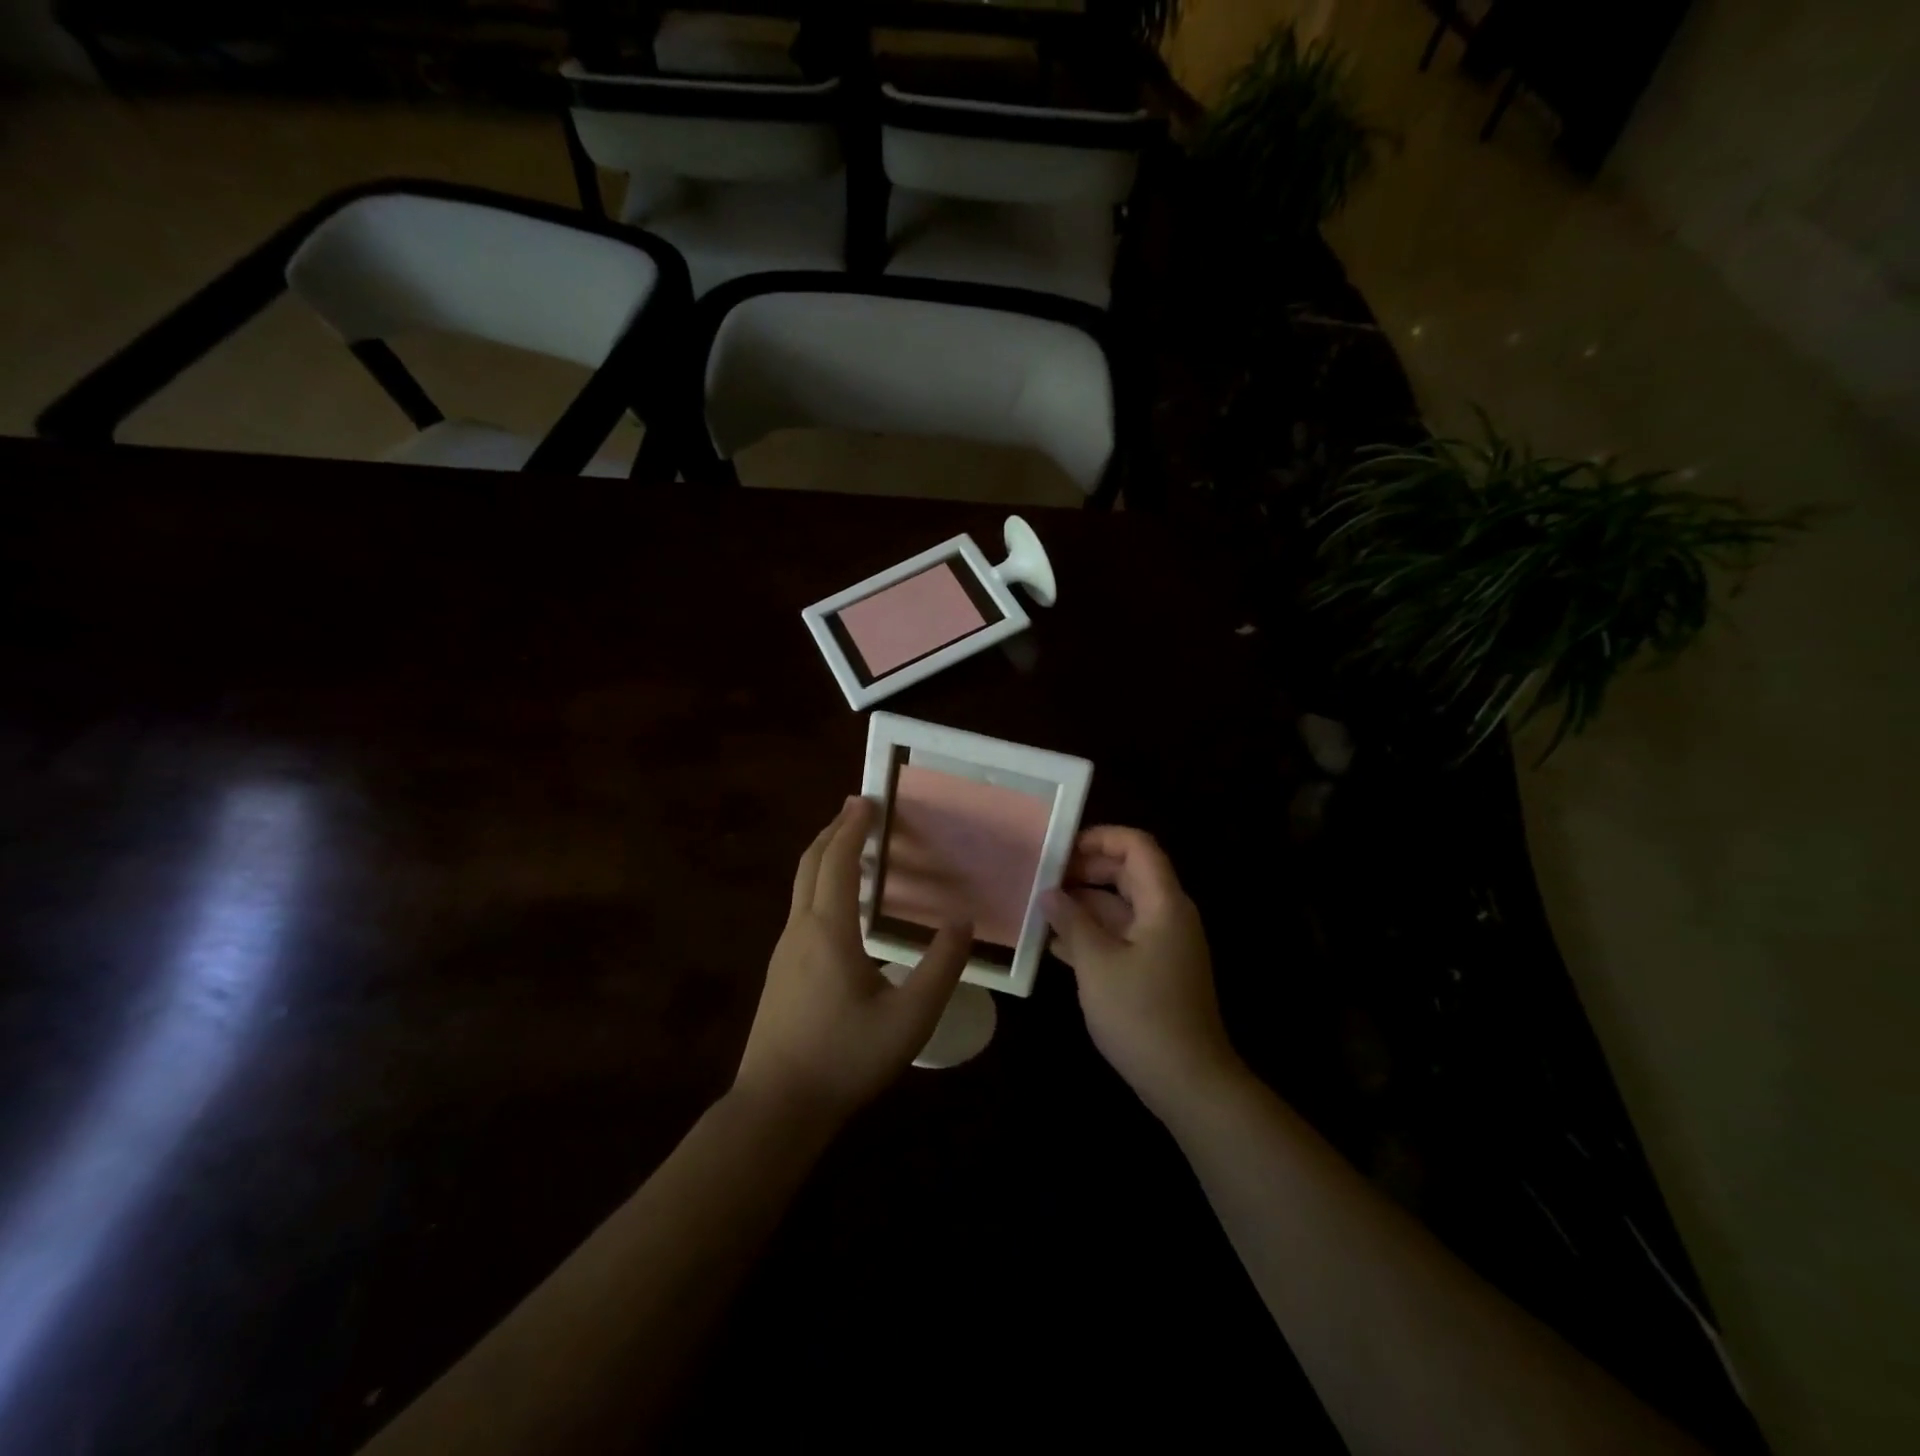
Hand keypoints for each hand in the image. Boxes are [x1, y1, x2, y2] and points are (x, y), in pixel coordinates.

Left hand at [735, 798, 971, 1126]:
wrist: (776, 1108)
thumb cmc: (844, 1058)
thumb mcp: (909, 1018)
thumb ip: (940, 968)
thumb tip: (962, 922)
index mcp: (828, 930)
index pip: (837, 861)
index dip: (852, 827)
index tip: (867, 799)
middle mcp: (800, 930)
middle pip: (810, 863)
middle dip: (832, 831)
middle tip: (856, 810)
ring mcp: (784, 951)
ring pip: (801, 886)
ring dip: (824, 857)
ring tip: (851, 848)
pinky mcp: (780, 972)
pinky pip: (801, 909)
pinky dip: (820, 885)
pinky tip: (840, 907)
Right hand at [1043, 827, 1240, 1119]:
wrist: (1187, 1081)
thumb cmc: (1141, 1015)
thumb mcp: (1096, 964)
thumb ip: (1072, 921)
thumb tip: (1050, 893)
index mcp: (1163, 903)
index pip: (1137, 846)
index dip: (1100, 838)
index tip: (1060, 849)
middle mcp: (1168, 914)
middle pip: (1128, 873)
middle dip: (1085, 871)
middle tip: (1043, 880)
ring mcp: (1163, 943)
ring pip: (1122, 906)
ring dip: (1084, 905)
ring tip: (1041, 911)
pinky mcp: (1156, 969)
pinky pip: (1123, 935)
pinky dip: (1094, 933)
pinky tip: (1057, 946)